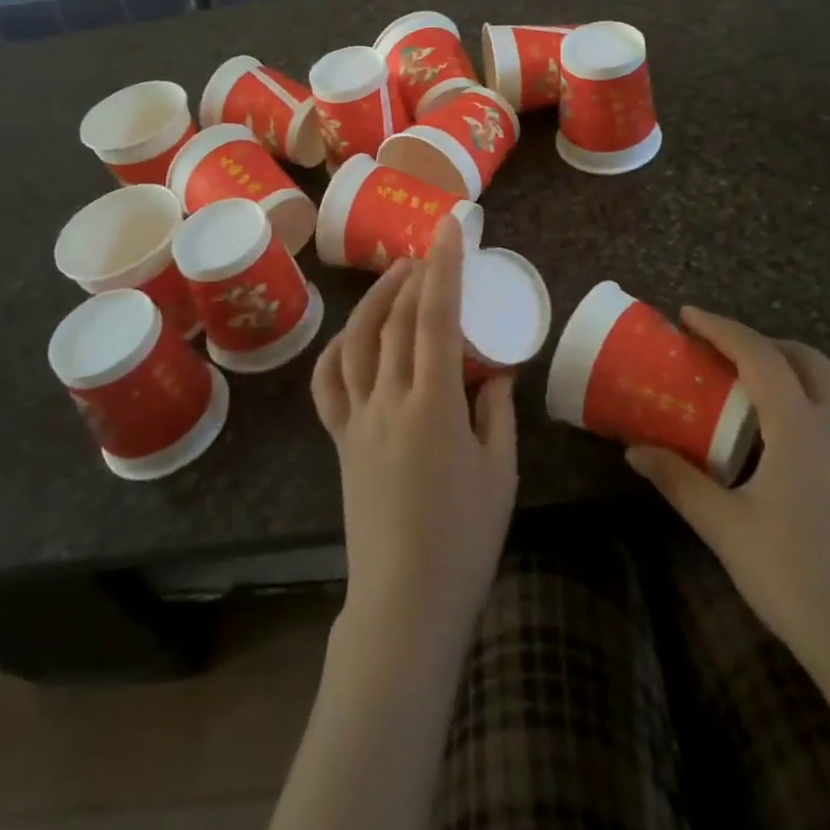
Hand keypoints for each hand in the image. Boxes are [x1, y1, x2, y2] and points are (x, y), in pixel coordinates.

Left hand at [311, 217, 517, 659]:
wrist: (405, 600)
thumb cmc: (465, 538)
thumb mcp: (501, 470)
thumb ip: (497, 410)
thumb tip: (494, 369)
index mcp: (432, 407)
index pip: (434, 318)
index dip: (442, 267)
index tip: (448, 229)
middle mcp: (387, 402)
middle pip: (394, 320)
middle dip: (412, 275)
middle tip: (430, 250)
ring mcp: (356, 420)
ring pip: (356, 341)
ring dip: (375, 299)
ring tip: (396, 276)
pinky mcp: (339, 440)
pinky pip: (328, 384)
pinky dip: (339, 348)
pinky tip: (354, 334)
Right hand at [626, 309, 829, 681]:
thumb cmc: (796, 577)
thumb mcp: (725, 527)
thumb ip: (679, 481)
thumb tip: (634, 450)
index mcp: (800, 428)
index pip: (760, 356)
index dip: (722, 328)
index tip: (686, 315)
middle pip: (806, 360)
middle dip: (762, 342)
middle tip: (720, 351)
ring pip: (826, 388)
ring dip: (785, 371)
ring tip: (740, 389)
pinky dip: (799, 403)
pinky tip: (771, 441)